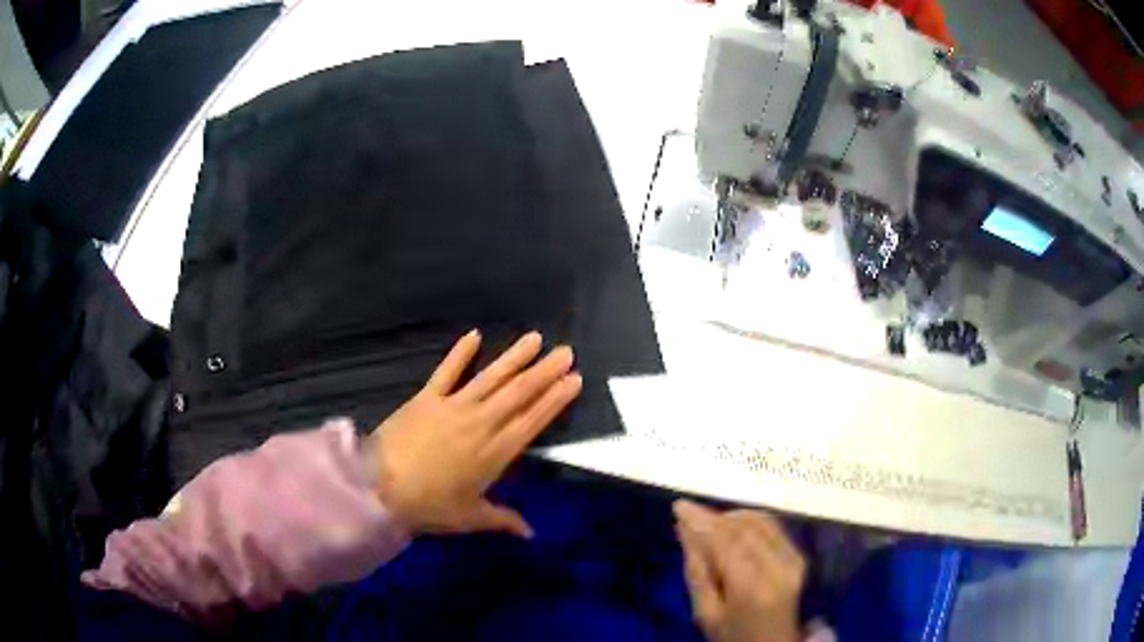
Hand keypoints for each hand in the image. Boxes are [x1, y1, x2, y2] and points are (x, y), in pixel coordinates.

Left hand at [367, 330, 581, 537]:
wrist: (381, 487)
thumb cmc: (429, 506)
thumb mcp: (469, 517)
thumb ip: (502, 520)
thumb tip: (530, 533)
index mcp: (495, 453)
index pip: (532, 420)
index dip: (555, 399)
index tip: (574, 380)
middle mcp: (480, 423)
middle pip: (518, 393)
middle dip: (544, 372)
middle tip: (566, 351)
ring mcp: (453, 407)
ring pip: (491, 378)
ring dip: (515, 357)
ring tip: (535, 338)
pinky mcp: (427, 398)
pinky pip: (447, 371)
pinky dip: (460, 353)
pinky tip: (474, 334)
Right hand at [674, 501, 805, 641]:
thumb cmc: (731, 635)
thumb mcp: (705, 612)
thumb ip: (696, 570)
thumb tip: (684, 530)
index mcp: (751, 587)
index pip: (724, 542)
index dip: (701, 520)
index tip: (679, 505)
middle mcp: (778, 568)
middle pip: (743, 528)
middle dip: (713, 516)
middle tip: (687, 513)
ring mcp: (793, 560)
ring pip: (760, 522)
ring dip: (731, 516)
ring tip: (707, 522)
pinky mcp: (799, 556)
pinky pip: (773, 527)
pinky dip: (749, 520)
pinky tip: (732, 527)